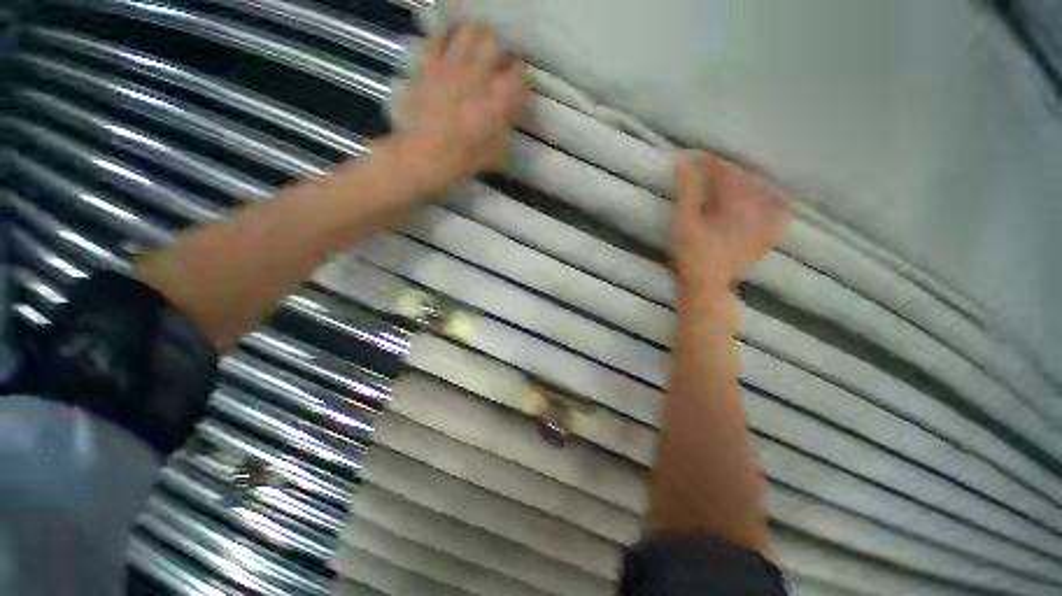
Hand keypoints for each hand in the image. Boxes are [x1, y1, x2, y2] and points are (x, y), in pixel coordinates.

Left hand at [396, 25, 529, 191]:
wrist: (428, 153)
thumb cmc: (467, 157)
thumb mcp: (498, 151)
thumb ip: (507, 129)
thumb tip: (511, 116)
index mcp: (500, 96)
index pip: (519, 74)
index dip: (522, 80)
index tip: (520, 88)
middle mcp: (479, 72)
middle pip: (495, 45)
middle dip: (499, 54)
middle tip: (498, 66)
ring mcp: (453, 64)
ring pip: (469, 32)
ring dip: (476, 39)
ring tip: (475, 51)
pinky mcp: (431, 64)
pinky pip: (439, 38)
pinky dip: (446, 38)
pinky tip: (449, 48)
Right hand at [673, 151, 789, 295]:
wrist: (707, 286)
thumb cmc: (692, 255)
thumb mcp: (684, 223)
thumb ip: (687, 192)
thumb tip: (682, 163)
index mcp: (735, 203)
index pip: (724, 173)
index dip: (708, 162)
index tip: (692, 155)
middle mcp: (757, 208)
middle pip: (745, 179)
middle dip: (728, 167)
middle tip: (711, 162)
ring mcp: (764, 223)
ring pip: (762, 191)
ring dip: (748, 179)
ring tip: (736, 174)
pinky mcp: (765, 236)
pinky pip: (779, 213)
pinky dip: (776, 201)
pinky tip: (774, 197)